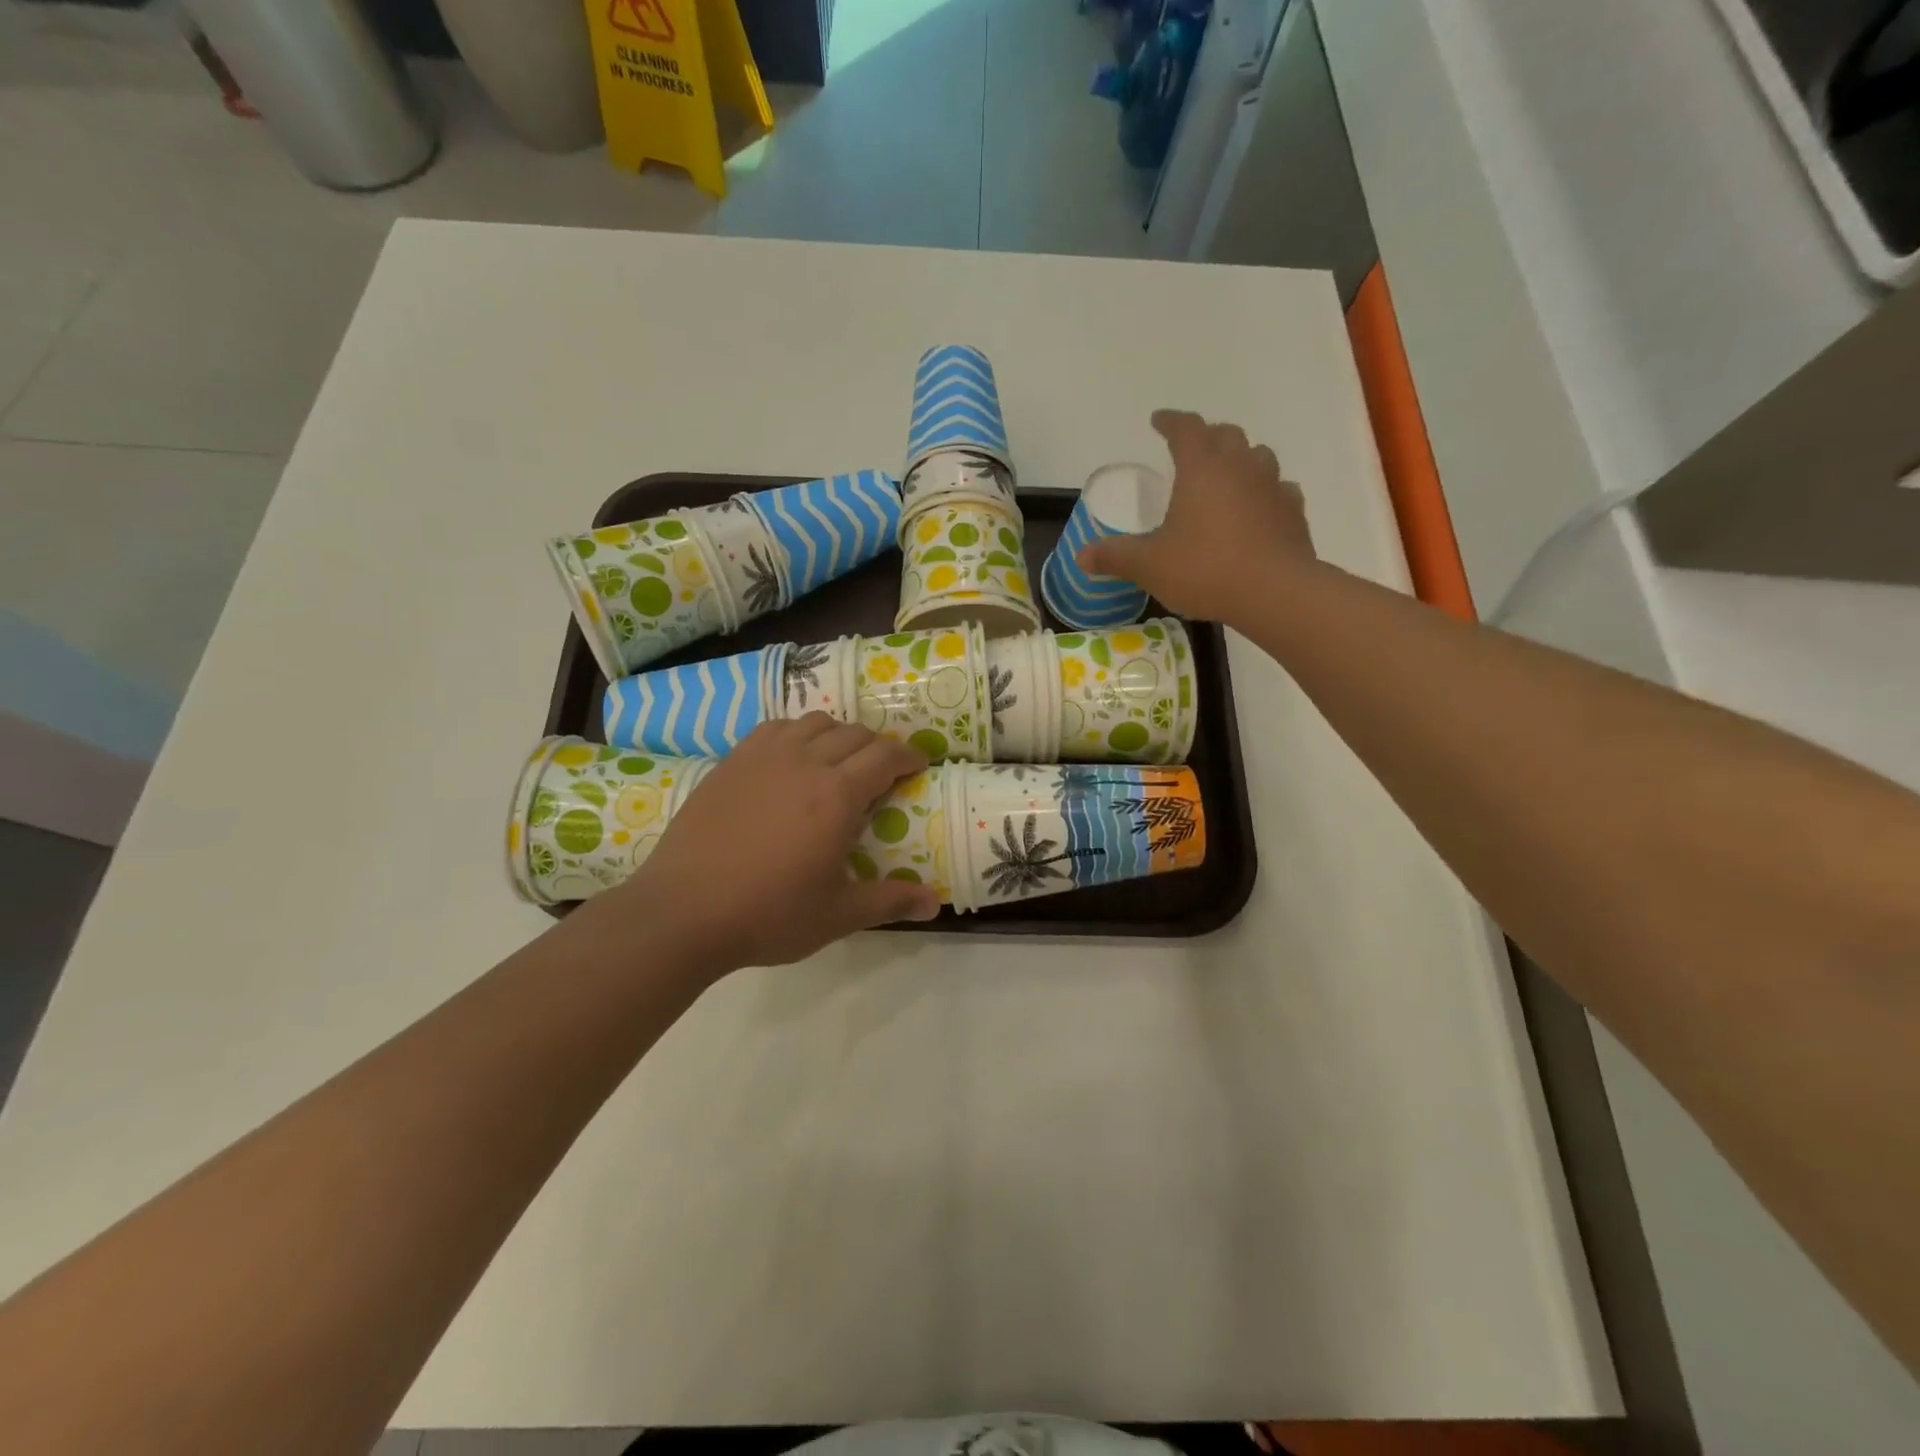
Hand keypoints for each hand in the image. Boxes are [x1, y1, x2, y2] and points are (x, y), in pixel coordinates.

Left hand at [596, 715, 939, 974]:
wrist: (683, 911)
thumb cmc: (768, 914)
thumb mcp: (838, 914)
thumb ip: (890, 901)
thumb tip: (936, 903)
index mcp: (838, 795)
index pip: (886, 756)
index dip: (908, 757)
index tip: (918, 766)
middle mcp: (805, 762)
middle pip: (854, 734)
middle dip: (878, 747)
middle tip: (883, 772)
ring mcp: (764, 757)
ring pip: (815, 722)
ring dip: (838, 735)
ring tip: (839, 761)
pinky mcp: (732, 761)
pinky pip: (776, 728)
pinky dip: (797, 733)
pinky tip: (792, 758)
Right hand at [1079, 410, 1316, 623]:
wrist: (1275, 592)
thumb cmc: (1205, 569)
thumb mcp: (1149, 566)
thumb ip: (1115, 556)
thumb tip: (1082, 557)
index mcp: (1202, 468)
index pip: (1185, 428)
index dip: (1170, 421)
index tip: (1158, 420)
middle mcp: (1241, 466)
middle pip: (1225, 435)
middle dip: (1206, 436)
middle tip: (1191, 448)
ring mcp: (1273, 487)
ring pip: (1257, 457)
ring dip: (1240, 459)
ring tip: (1226, 476)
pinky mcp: (1293, 512)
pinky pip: (1278, 490)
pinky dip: (1264, 493)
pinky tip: (1256, 510)